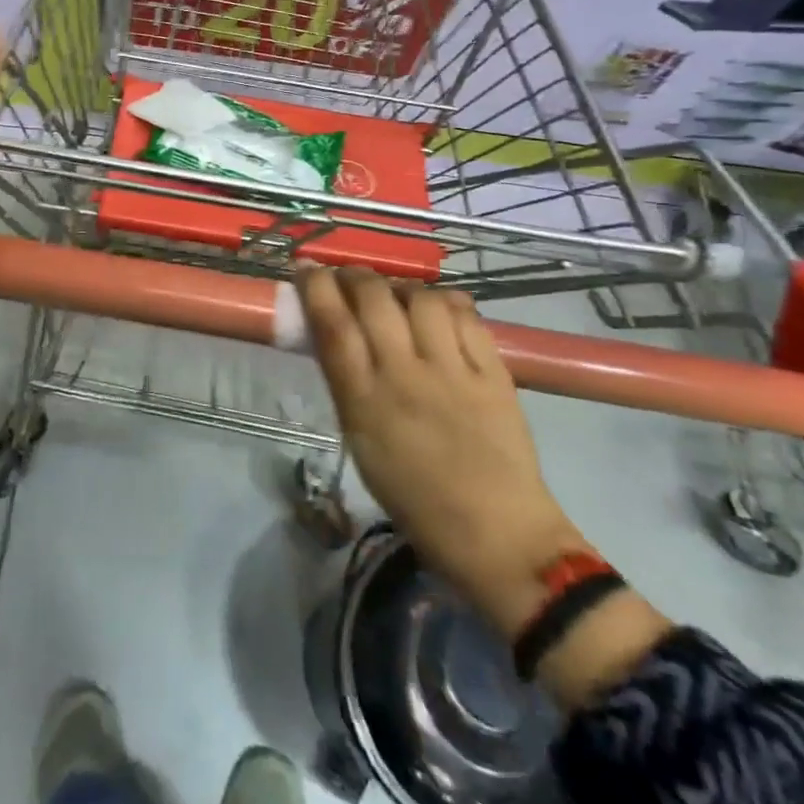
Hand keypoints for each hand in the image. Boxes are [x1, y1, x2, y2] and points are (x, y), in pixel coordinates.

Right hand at [298, 266, 587, 638]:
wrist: (496, 533)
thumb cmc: (413, 497)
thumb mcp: (361, 441)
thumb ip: (348, 384)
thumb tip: (336, 334)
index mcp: (364, 402)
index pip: (332, 325)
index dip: (315, 287)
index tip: (307, 270)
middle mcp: (405, 375)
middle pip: (373, 298)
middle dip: (353, 275)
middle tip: (347, 276)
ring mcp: (453, 370)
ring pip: (421, 297)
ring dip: (400, 285)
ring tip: (396, 293)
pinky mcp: (493, 371)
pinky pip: (465, 315)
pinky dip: (444, 300)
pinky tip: (436, 306)